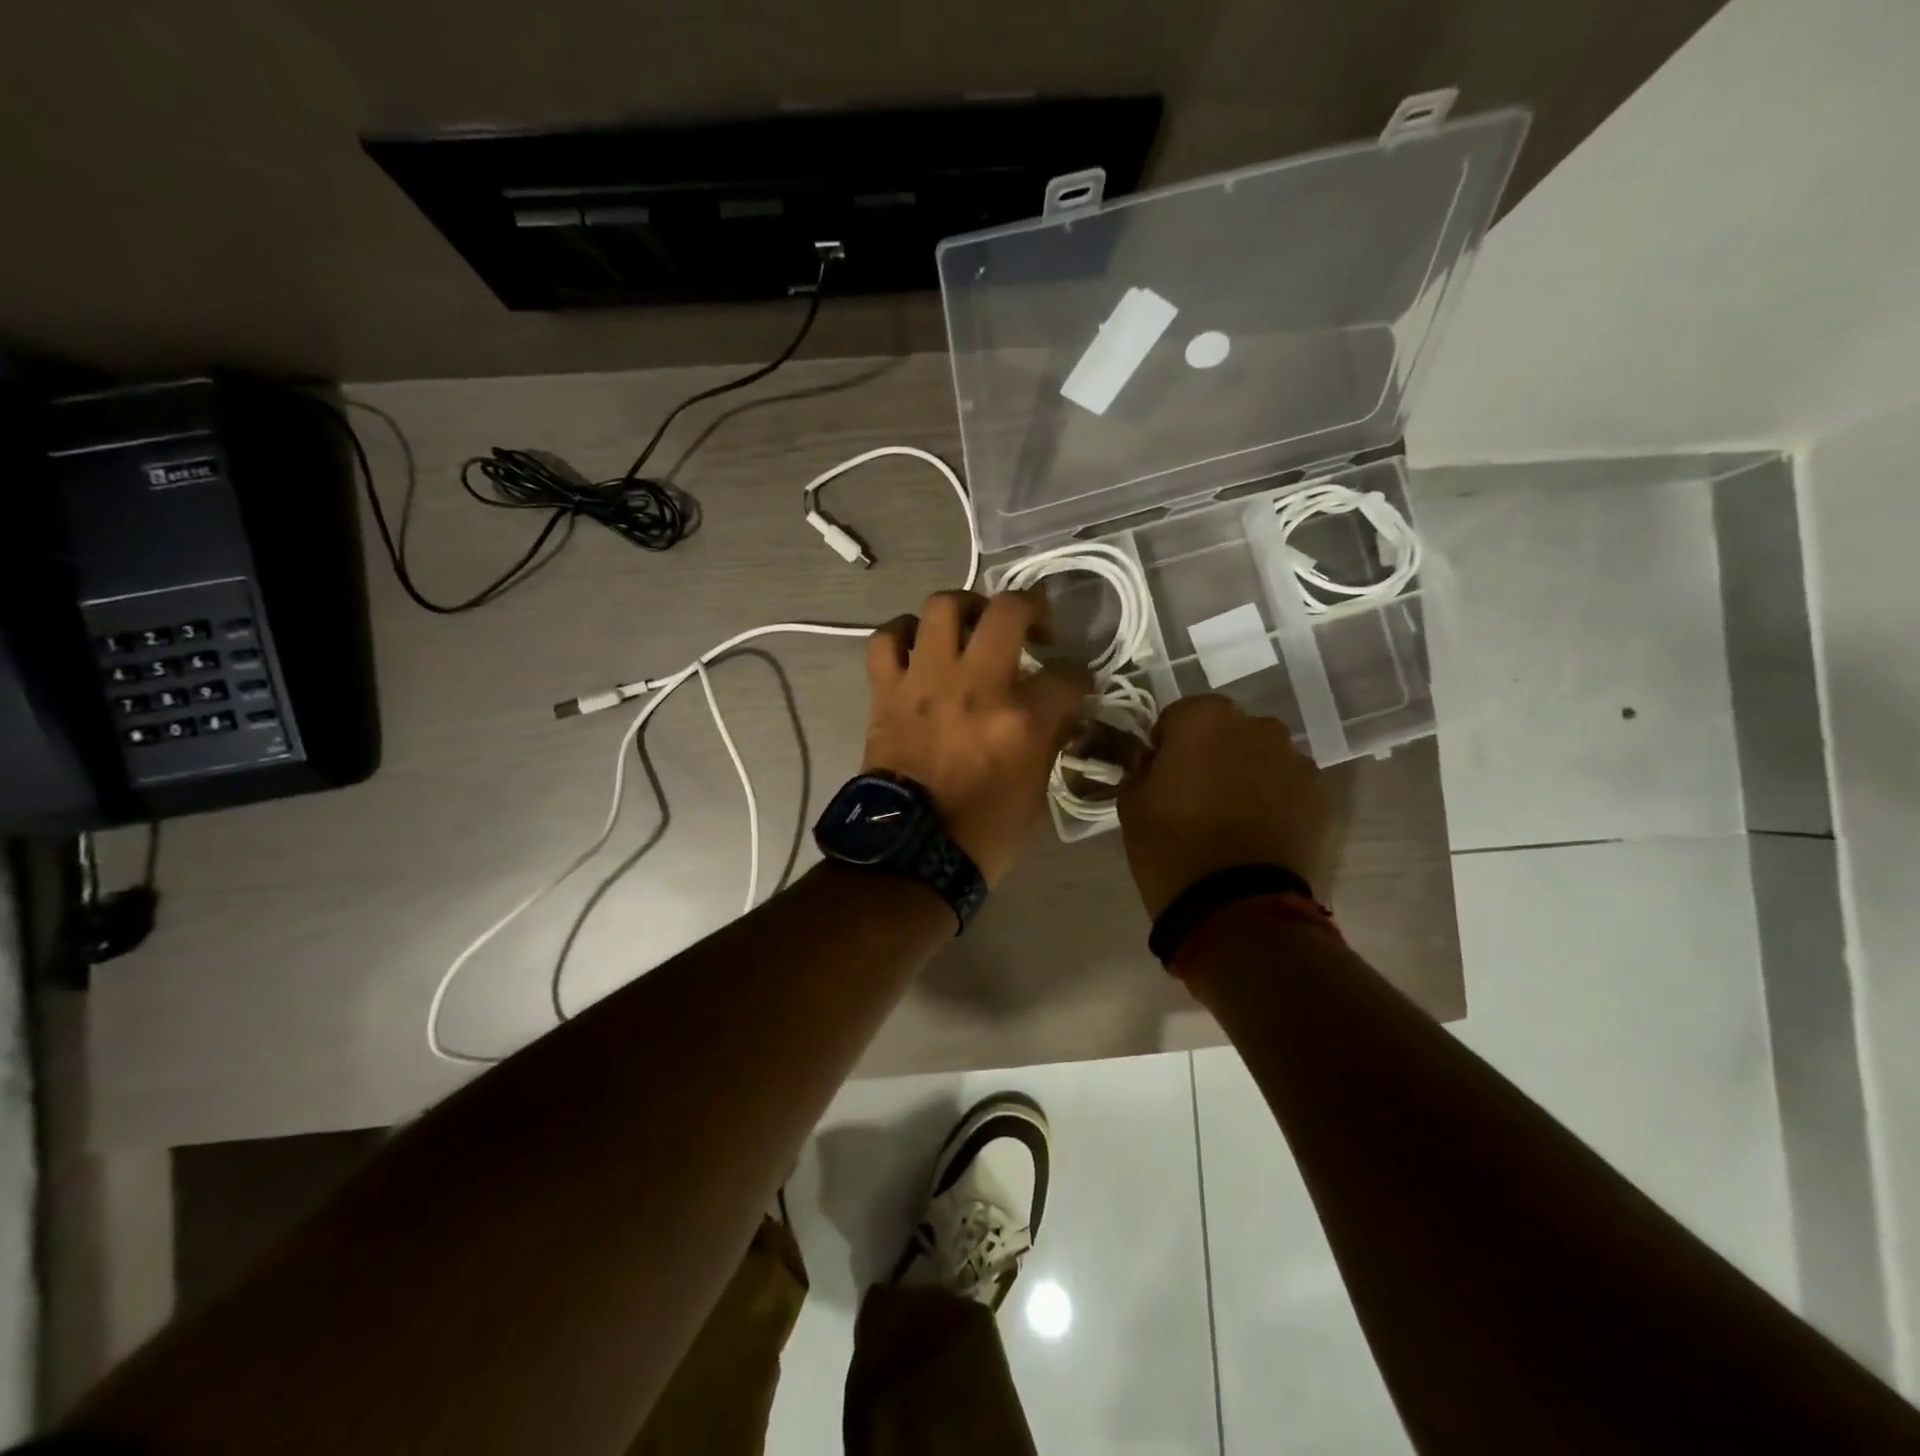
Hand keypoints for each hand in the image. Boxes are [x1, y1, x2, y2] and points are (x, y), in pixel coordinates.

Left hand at [863, 590, 1089, 885]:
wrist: (908, 854)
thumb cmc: (981, 834)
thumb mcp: (1036, 794)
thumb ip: (1047, 743)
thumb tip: (1056, 713)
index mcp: (1021, 720)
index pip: (1067, 676)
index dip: (1079, 677)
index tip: (1076, 684)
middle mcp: (976, 686)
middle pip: (1008, 611)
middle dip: (1031, 606)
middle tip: (1033, 624)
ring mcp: (926, 683)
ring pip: (943, 607)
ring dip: (965, 606)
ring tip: (973, 623)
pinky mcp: (887, 692)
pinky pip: (886, 640)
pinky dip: (902, 634)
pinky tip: (917, 643)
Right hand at [1116, 695, 1333, 918]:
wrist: (1235, 906)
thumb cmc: (1171, 846)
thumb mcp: (1132, 803)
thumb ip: (1143, 769)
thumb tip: (1156, 763)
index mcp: (1205, 719)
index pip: (1179, 715)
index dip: (1168, 743)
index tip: (1162, 774)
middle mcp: (1257, 728)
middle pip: (1228, 731)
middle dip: (1213, 753)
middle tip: (1197, 794)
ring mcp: (1295, 761)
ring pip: (1262, 757)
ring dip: (1248, 774)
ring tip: (1233, 817)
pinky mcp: (1321, 797)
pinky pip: (1289, 787)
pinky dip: (1276, 800)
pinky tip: (1259, 833)